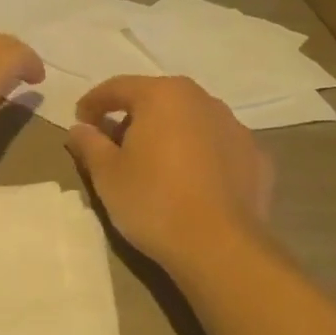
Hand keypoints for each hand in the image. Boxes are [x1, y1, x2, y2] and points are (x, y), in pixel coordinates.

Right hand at [66, 76, 273, 277]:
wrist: (220, 247)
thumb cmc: (153, 201)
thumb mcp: (107, 174)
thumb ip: (89, 144)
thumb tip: (79, 128)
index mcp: (163, 94)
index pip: (118, 87)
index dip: (94, 102)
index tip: (80, 122)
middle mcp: (202, 100)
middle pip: (158, 100)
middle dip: (133, 118)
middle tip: (115, 145)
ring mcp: (235, 127)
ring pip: (191, 121)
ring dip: (170, 134)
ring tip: (155, 165)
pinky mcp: (256, 157)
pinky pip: (217, 148)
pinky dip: (200, 157)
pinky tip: (192, 183)